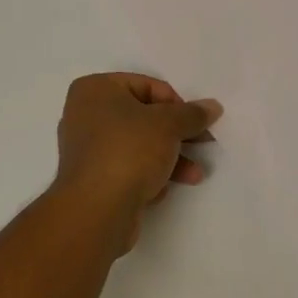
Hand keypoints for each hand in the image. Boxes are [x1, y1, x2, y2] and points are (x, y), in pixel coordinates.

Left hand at [53, 73, 223, 250]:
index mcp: (95, 89)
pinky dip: (148, 174)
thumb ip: (192, 114)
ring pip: (138, 144)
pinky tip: (163, 189)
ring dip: (169, 157)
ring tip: (194, 173)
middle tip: (202, 144)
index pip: (147, 86)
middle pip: (143, 116)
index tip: (195, 123)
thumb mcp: (168, 125)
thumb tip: (212, 106)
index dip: (176, 104)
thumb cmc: (128, 151)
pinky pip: (127, 167)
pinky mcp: (92, 179)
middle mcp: (85, 114)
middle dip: (176, 133)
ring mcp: (86, 149)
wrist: (95, 211)